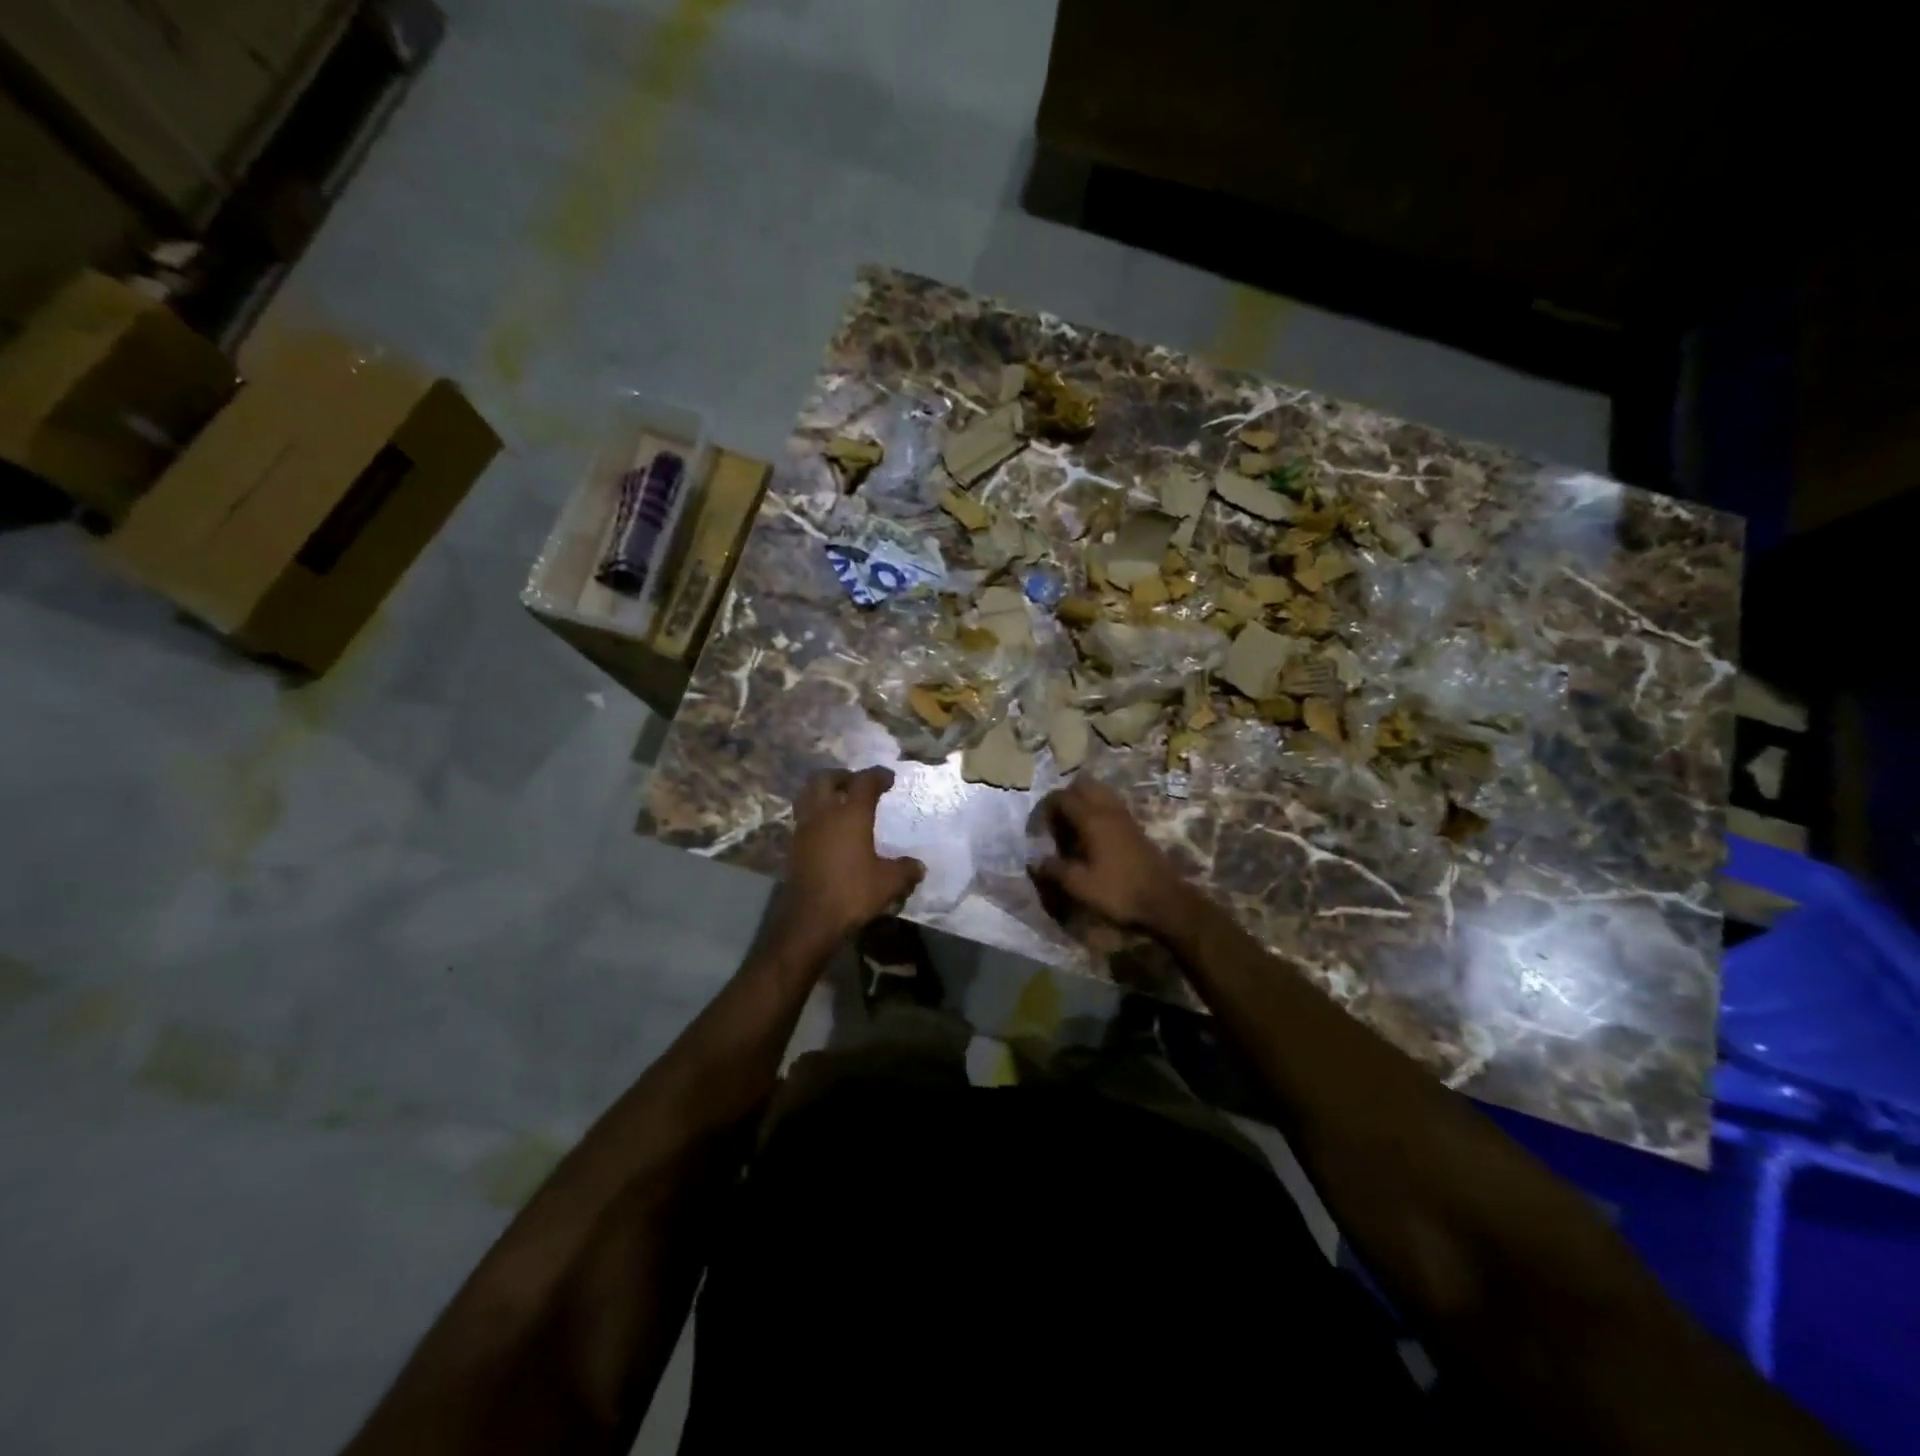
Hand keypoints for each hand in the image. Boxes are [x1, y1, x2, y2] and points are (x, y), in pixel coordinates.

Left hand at [774, 767, 924, 951]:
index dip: (877, 775)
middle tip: (856, 784)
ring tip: (839, 803)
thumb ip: (905, 870)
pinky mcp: (794, 846)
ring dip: (823, 793)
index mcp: (851, 814)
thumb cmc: (853, 892)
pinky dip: (816, 815)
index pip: (864, 781)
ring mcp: (804, 829)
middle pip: (825, 778)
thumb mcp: (889, 883)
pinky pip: (804, 818)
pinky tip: (828, 830)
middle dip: (843, 776)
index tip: (888, 778)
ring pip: (808, 795)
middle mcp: (824, 814)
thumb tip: (919, 867)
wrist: (810, 919)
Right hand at [1033, 778, 1190, 933]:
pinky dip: (1096, 812)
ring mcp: (1125, 816)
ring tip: (1072, 829)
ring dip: (1082, 803)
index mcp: (1092, 819)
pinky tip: (1091, 838)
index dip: (1044, 809)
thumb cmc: (1119, 892)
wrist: (1165, 901)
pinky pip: (1110, 806)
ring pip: (1099, 793)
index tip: (1037, 829)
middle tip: (1055, 823)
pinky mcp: (1135, 827)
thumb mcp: (1080, 885)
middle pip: (1082, 785)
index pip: (1061, 797)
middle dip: (1065, 798)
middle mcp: (1108, 810)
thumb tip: (1035, 861)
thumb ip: (1054, 869)